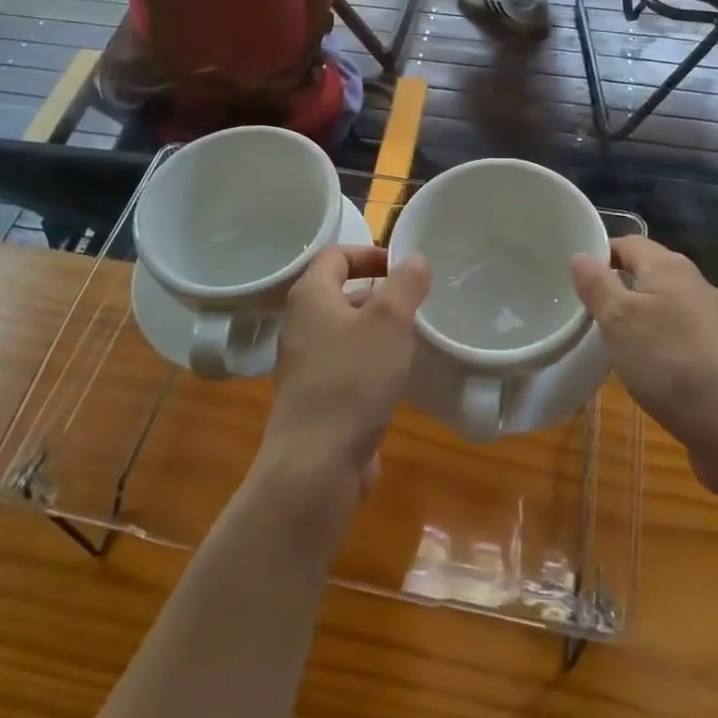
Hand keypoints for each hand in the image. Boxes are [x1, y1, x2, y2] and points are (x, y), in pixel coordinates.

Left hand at [259, 246, 429, 490]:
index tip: (404, 266)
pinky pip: (346, 365)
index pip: (336, 255)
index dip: (369, 253)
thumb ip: (405, 285)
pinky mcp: (316, 397)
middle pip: (340, 292)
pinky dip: (371, 362)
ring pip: (346, 331)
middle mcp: (301, 325)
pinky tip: (396, 377)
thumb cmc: (352, 379)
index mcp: (310, 297)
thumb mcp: (388, 322)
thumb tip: (415, 258)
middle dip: (379, 293)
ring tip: (413, 337)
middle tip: (416, 302)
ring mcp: (305, 364)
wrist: (315, 464)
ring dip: (377, 330)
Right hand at [571, 237, 717, 493]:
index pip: (628, 243)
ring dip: (636, 324)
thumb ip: (598, 286)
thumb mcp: (620, 320)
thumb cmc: (672, 363)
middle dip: (615, 291)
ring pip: (663, 311)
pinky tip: (644, 375)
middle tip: (581, 314)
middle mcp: (696, 287)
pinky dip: (657, 351)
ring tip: (605, 346)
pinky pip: (678, 343)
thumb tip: (581, 255)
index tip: (569, 278)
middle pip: (647, 276)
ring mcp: (713, 326)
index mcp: (670, 267)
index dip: (598, 254)